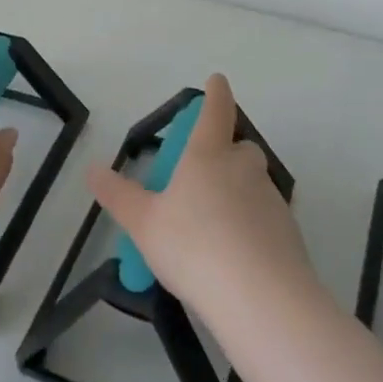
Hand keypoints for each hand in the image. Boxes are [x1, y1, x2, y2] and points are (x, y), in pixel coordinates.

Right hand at [88, 74, 315, 318]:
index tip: (217, 81)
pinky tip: (236, 256)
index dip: (215, 94)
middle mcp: (243, 168)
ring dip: (238, 193)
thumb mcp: (144, 223)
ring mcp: (271, 200)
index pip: (215, 111)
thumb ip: (118, 196)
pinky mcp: (290, 234)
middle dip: (226, 153)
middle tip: (203, 176)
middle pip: (240, 148)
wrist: (263, 300)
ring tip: (214, 227)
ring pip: (254, 184)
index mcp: (208, 155)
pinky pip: (266, 219)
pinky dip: (253, 226)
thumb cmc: (194, 247)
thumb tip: (92, 170)